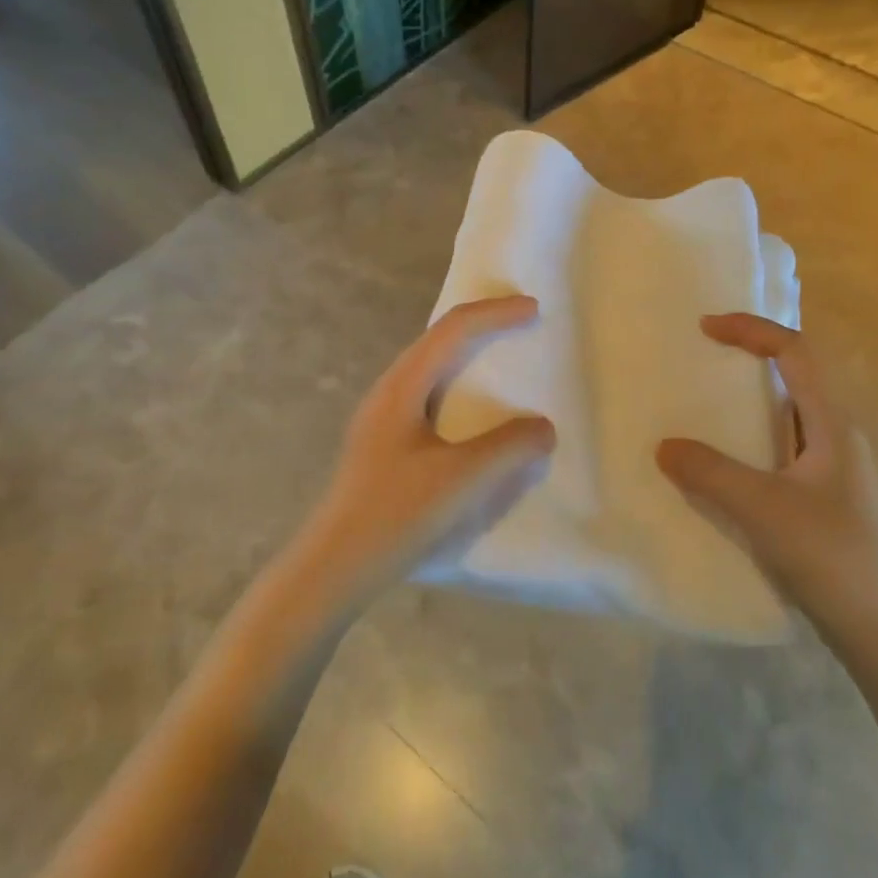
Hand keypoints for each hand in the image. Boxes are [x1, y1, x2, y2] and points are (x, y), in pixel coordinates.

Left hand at [291, 295, 556, 607]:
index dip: (495, 313)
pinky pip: (428, 394)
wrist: (334, 567)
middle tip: (522, 323)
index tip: (534, 310)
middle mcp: (388, 390)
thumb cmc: (396, 515)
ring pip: (431, 366)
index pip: (453, 329)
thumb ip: (508, 449)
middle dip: (483, 324)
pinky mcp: (384, 442)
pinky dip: (459, 386)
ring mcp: (382, 416)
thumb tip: (543, 427)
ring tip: (502, 359)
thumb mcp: (461, 480)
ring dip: (468, 354)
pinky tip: (473, 414)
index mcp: (402, 386)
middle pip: (438, 338)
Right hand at [656, 313, 877, 662]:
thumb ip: (710, 473)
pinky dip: (749, 439)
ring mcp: (832, 468)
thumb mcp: (762, 509)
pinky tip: (722, 463)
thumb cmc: (831, 556)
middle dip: (748, 358)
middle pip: (794, 376)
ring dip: (747, 401)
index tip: (706, 327)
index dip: (751, 330)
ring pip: (785, 415)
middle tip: (701, 358)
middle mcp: (835, 436)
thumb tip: (664, 445)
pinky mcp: (823, 497)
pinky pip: (779, 448)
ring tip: (702, 405)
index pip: (795, 352)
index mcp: (831, 424)